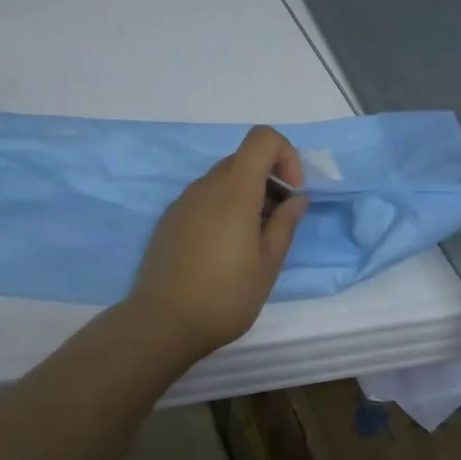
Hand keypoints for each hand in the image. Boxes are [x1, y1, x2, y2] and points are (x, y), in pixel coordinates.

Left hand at [126, 126, 309, 361]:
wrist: (163, 321)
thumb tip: (296, 198)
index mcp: (235, 189)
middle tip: (277, 223)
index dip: (285, 155)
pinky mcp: (169, 220)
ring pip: (222, 180)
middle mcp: (206, 186)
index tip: (292, 192)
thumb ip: (285, 223)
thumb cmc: (226, 294)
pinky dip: (222, 209)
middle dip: (268, 180)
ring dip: (245, 196)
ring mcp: (183, 202)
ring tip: (251, 242)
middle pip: (243, 160)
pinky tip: (222, 251)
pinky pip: (203, 199)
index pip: (262, 138)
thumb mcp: (268, 263)